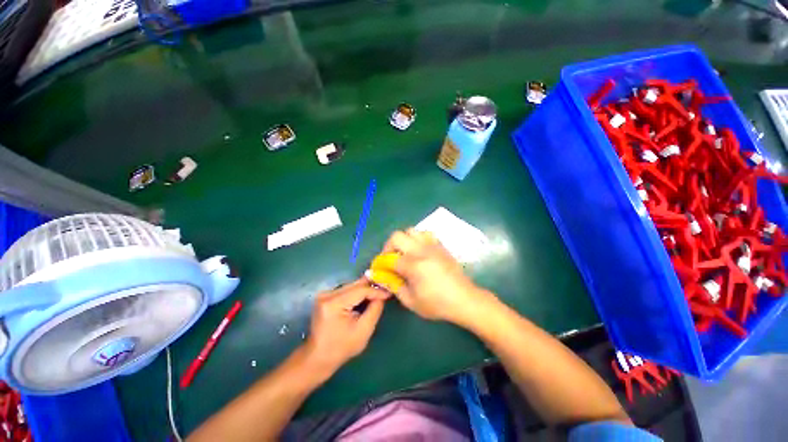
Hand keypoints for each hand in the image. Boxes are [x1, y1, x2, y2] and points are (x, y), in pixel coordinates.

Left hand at [302, 278, 388, 378]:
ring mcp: (325, 294)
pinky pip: (346, 290)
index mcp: (334, 303)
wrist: (318, 358)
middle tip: (386, 289)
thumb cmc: (341, 348)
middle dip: (372, 287)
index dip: (376, 290)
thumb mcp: (363, 331)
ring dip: (365, 289)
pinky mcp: (326, 296)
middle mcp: (327, 294)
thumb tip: (382, 295)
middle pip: (355, 285)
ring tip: (379, 292)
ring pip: (352, 285)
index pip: (360, 290)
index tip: (389, 293)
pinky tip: (366, 296)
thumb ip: (375, 309)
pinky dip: (357, 292)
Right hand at [372, 229, 493, 324]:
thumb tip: (380, 277)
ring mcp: (432, 245)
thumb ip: (393, 286)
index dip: (380, 264)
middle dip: (388, 247)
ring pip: (411, 231)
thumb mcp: (411, 301)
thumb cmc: (437, 303)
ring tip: (405, 253)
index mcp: (413, 265)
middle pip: (396, 236)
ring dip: (404, 240)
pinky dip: (418, 239)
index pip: (388, 258)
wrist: (464, 299)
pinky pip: (425, 234)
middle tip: (390, 259)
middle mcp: (421, 250)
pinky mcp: (440, 245)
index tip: (378, 270)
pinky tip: (420, 251)